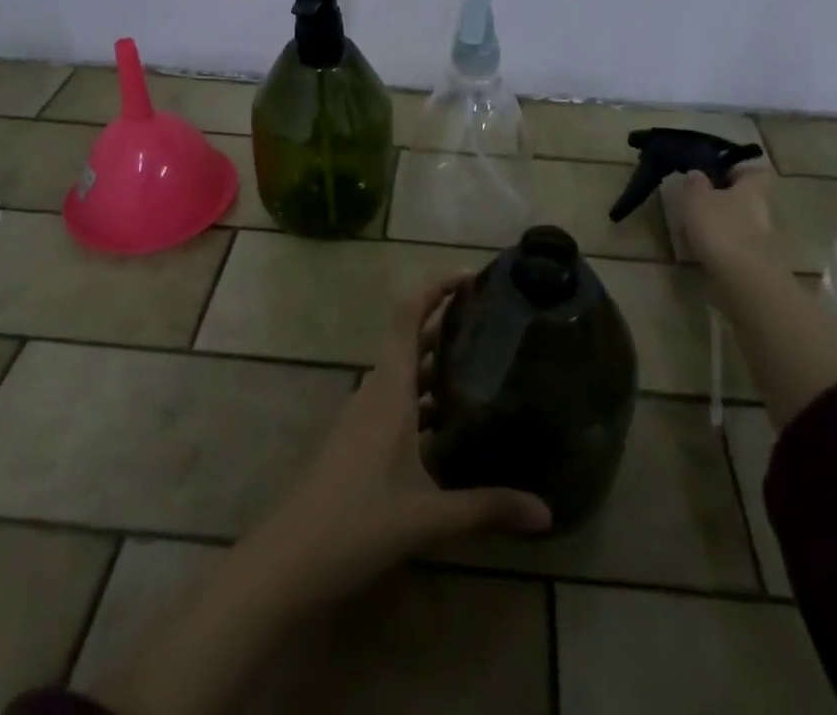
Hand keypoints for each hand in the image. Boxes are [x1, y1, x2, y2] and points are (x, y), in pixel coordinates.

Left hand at [247, 273, 551, 606]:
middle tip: (493, 319)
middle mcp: (377, 389)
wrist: (289, 560)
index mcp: (390, 388)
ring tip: (484, 363)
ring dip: (438, 359)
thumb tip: (547, 512)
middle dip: (448, 321)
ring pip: (405, 370)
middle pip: (412, 337)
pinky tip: (453, 421)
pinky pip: (398, 398)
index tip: (472, 277)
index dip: (436, 286)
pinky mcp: (360, 438)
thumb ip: (486, 509)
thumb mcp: (428, 516)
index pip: (408, 313)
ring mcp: (365, 414)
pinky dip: (426, 394)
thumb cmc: (357, 522)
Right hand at [677, 161, 778, 271]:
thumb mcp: (697, 199)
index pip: (757, 171)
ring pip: (741, 221)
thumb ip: (695, 184)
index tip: (718, 172)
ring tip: (695, 227)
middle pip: (747, 197)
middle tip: (699, 200)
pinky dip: (722, 243)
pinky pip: (737, 243)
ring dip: (722, 222)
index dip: (740, 170)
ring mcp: (762, 237)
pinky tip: (703, 248)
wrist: (745, 279)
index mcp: (752, 188)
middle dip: (726, 198)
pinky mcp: (757, 260)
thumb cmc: (721, 228)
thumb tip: (697, 173)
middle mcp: (762, 209)